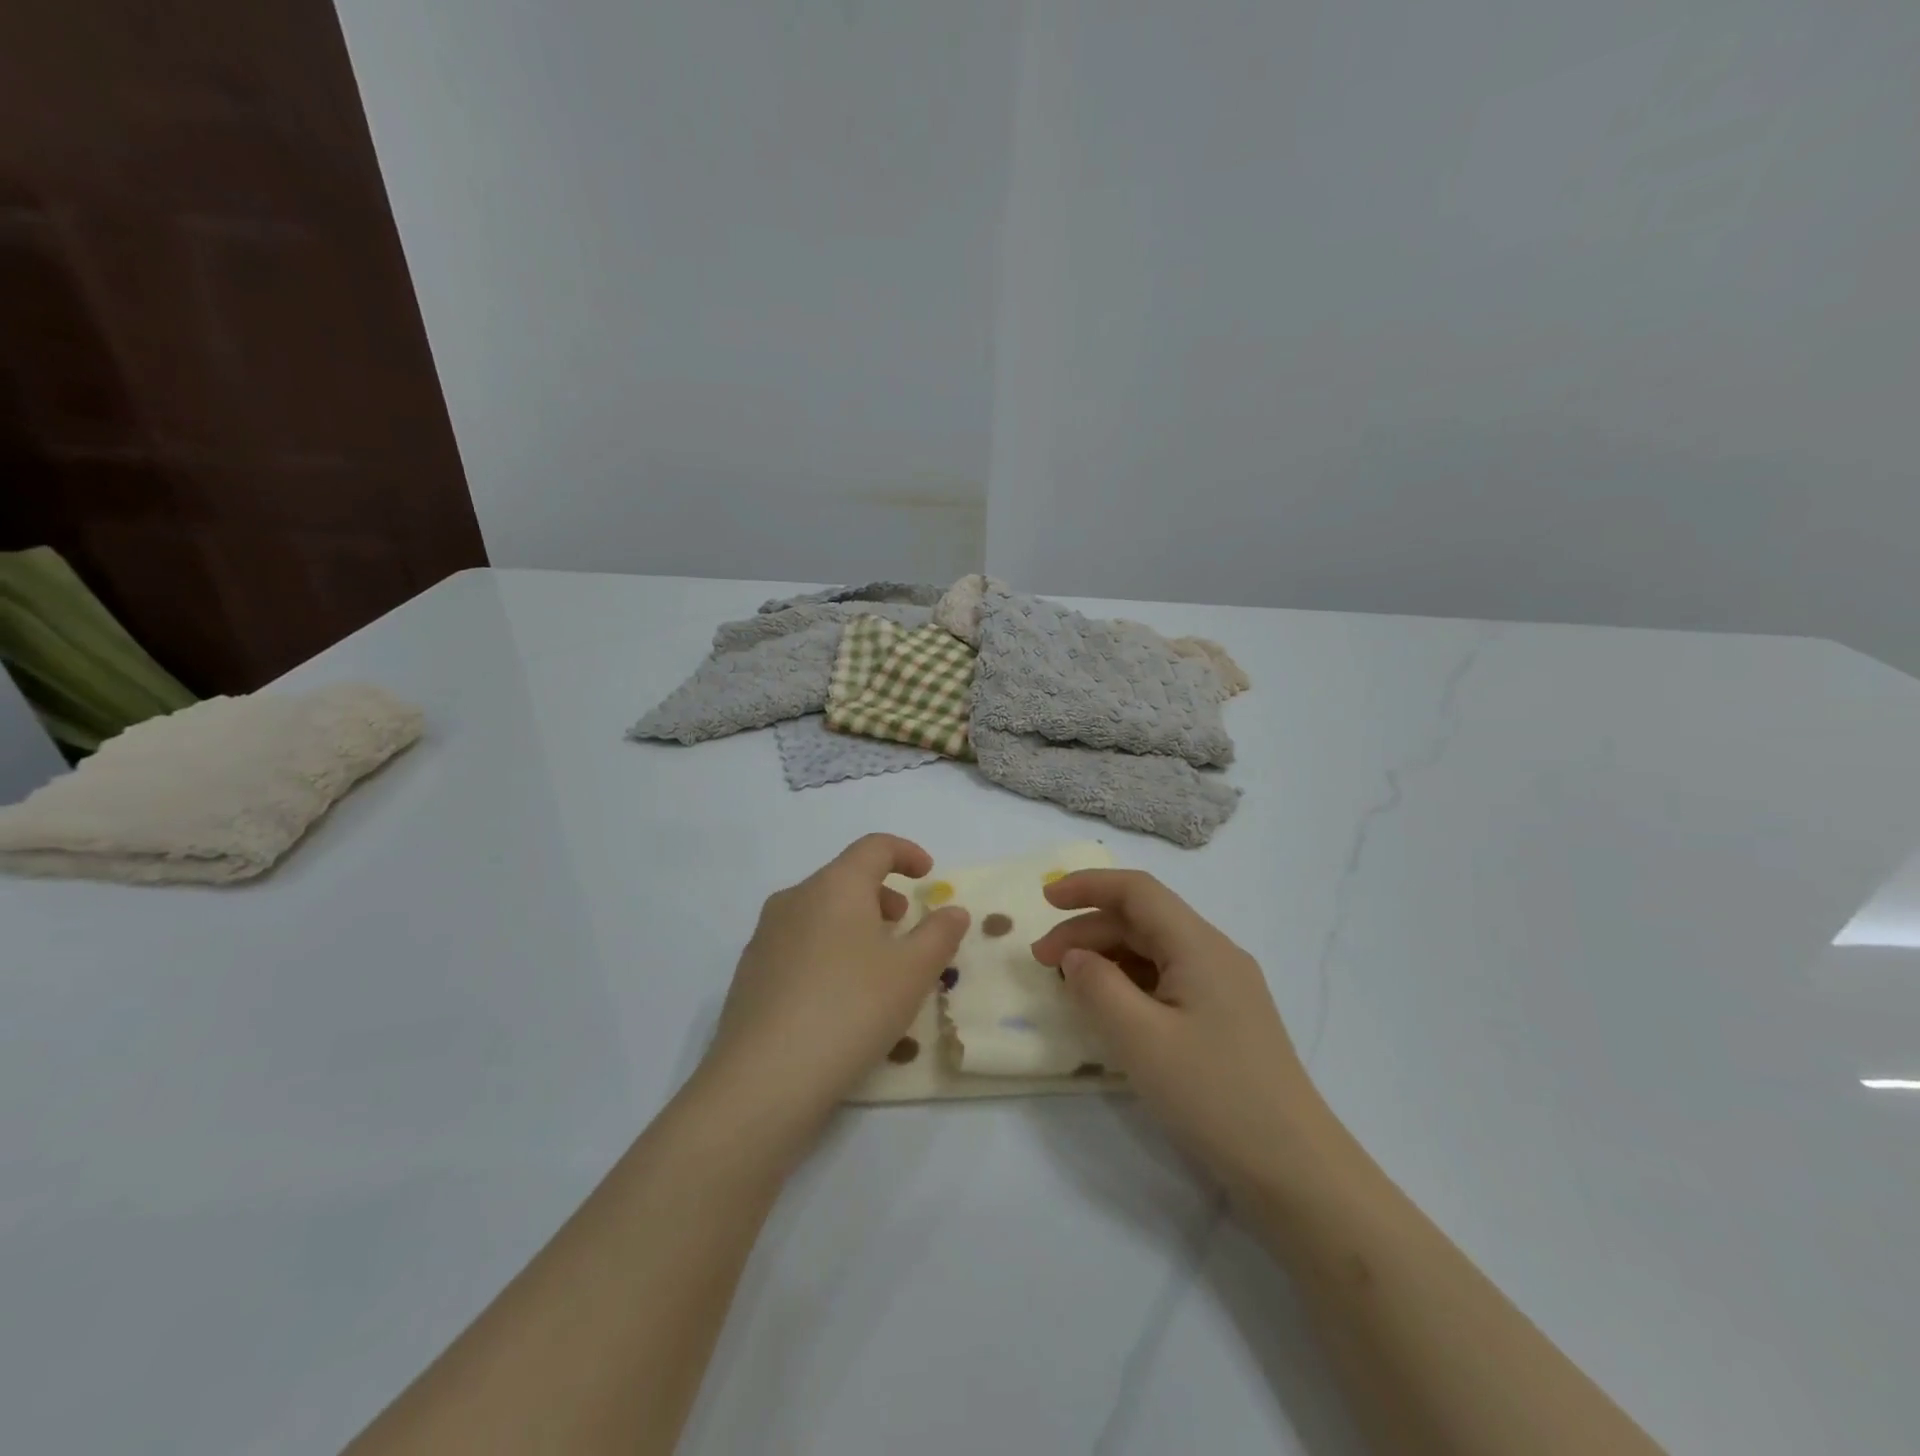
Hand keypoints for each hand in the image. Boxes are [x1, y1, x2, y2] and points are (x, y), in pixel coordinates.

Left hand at [688, 834, 969, 1160]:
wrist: (765, 1078)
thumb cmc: (851, 1009)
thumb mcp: (913, 972)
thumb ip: (940, 934)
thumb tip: (953, 910)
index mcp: (835, 885)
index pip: (874, 846)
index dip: (906, 853)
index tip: (927, 874)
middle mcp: (795, 898)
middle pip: (844, 877)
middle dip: (880, 893)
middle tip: (903, 925)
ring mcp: (765, 935)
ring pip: (819, 911)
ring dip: (853, 922)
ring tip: (874, 963)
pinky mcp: (749, 972)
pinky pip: (797, 943)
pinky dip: (826, 949)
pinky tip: (836, 995)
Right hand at [1029, 870, 1332, 1196]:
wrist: (1295, 1170)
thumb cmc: (1213, 1095)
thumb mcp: (1140, 1039)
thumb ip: (1097, 986)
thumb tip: (1076, 957)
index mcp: (1199, 945)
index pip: (1137, 891)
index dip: (1088, 886)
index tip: (1044, 900)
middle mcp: (1215, 955)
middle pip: (1143, 920)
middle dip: (1088, 930)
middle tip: (1042, 962)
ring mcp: (1225, 989)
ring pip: (1154, 952)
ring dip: (1107, 957)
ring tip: (1069, 986)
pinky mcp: (1226, 1020)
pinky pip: (1168, 982)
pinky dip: (1130, 984)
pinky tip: (1110, 1011)